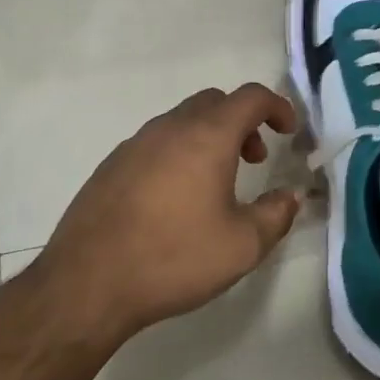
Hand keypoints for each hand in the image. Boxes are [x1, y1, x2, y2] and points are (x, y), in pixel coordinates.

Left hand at [36, 84, 301, 346]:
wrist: (88, 282)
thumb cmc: (174, 258)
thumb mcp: (242, 246)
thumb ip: (276, 214)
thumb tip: (290, 195)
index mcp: (206, 136)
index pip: (250, 97)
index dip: (277, 106)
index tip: (289, 132)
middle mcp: (169, 128)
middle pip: (214, 102)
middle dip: (242, 121)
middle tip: (254, 159)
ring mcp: (135, 143)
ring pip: (182, 121)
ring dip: (209, 137)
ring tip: (216, 184)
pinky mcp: (111, 165)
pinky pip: (155, 143)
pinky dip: (178, 153)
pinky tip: (174, 199)